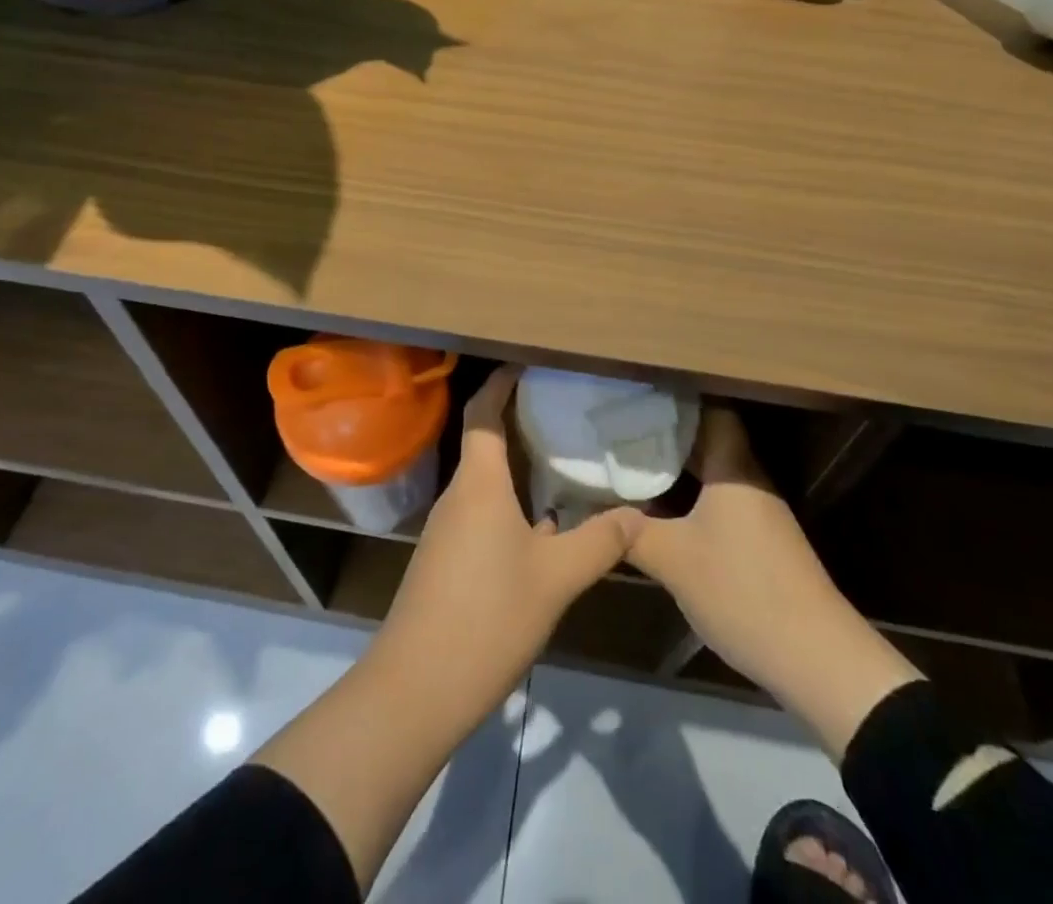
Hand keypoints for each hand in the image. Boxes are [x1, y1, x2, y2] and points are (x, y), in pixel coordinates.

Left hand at [375, 364, 643, 694]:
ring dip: (517, 468)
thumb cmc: (487, 617)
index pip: (483, 412)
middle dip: (519, 421)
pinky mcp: (445, 561)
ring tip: (562, 464)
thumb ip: (599, 542)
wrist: (415, 689)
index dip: (501, 382)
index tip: (529, 363)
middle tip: (563, 412)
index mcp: (479, 484)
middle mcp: (458, 496)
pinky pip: (481, 513)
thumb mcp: (556, 579)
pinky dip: (510, 505)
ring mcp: (447, 530)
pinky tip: (543, 529)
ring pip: (485, 482)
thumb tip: (636, 514)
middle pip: (484, 442)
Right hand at [627, 405, 920, 744]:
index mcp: (733, 468)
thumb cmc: (742, 590)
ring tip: (630, 467)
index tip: (635, 398)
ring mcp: (759, 514)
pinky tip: (661, 514)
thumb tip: (593, 511)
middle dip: (665, 437)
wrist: (816, 658)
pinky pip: (718, 504)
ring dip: (676, 471)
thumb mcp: (673, 560)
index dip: (674, 400)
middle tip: (618, 432)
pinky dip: (690, 500)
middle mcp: (749, 481)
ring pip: (712, 475)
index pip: (709, 411)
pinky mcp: (761, 544)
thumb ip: (631, 532)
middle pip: (707, 442)